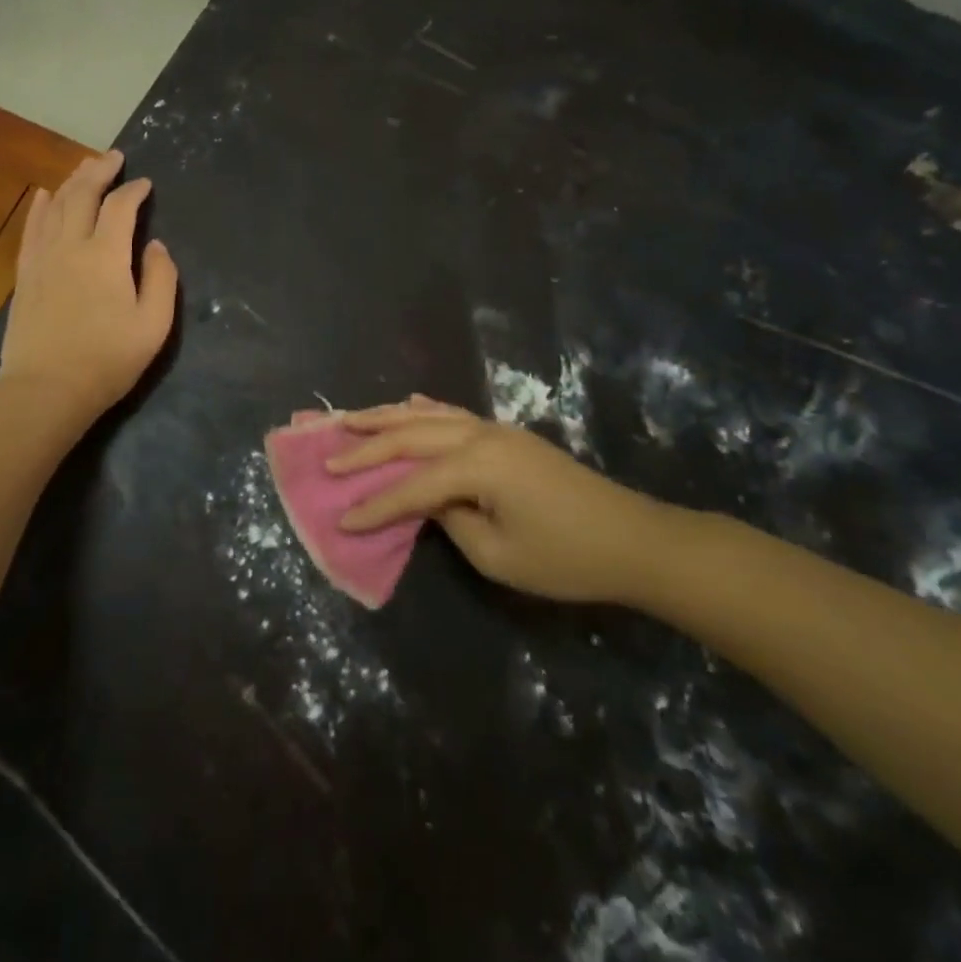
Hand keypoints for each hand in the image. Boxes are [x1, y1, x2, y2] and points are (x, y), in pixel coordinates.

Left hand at [0, 150, 178, 425]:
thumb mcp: (153, 325)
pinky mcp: (25, 274)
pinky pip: (31, 228)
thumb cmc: (108, 360)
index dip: (134, 191)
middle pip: (82, 194)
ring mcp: (42, 258)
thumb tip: (155, 246)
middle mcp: (71, 246)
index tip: (146, 184)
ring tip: (85, 167)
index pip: (120, 207)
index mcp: (105, 256)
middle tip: (114, 156)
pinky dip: (39, 206)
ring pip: (55, 205)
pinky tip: (43, 194)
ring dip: (71, 181)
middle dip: (99, 171)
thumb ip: (161, 279)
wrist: (46, 389)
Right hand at [329, 398, 673, 602]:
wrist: (632, 539)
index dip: (375, 504)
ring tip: (350, 418)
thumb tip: (428, 502)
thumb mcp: (498, 555)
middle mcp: (480, 435)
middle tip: (327, 454)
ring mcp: (495, 430)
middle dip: (367, 446)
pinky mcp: (506, 435)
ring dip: (386, 418)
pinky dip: (424, 409)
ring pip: (428, 416)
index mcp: (476, 465)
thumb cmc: (566, 557)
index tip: (341, 518)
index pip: (412, 485)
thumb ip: (451, 521)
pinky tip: (407, 405)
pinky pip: (453, 414)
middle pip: (411, 435)